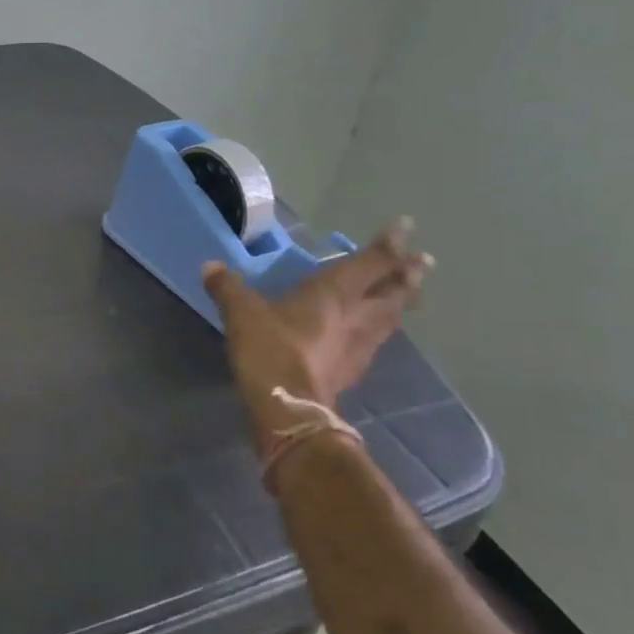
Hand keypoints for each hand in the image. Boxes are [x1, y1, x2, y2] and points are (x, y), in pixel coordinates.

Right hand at [202, 220, 430, 444]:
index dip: (389, 244)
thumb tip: (210, 266)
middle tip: (423, 263)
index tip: (407, 226)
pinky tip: (373, 333)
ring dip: (401, 303)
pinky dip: (380, 329)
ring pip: (390, 318)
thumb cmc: (271, 349)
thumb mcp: (241, 313)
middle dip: (408, 275)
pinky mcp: (353, 369)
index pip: (370, 262)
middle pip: (392, 291)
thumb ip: (228, 287)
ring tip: (409, 294)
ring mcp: (360, 345)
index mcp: (333, 293)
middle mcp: (356, 315)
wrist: (290, 407)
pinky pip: (375, 341)